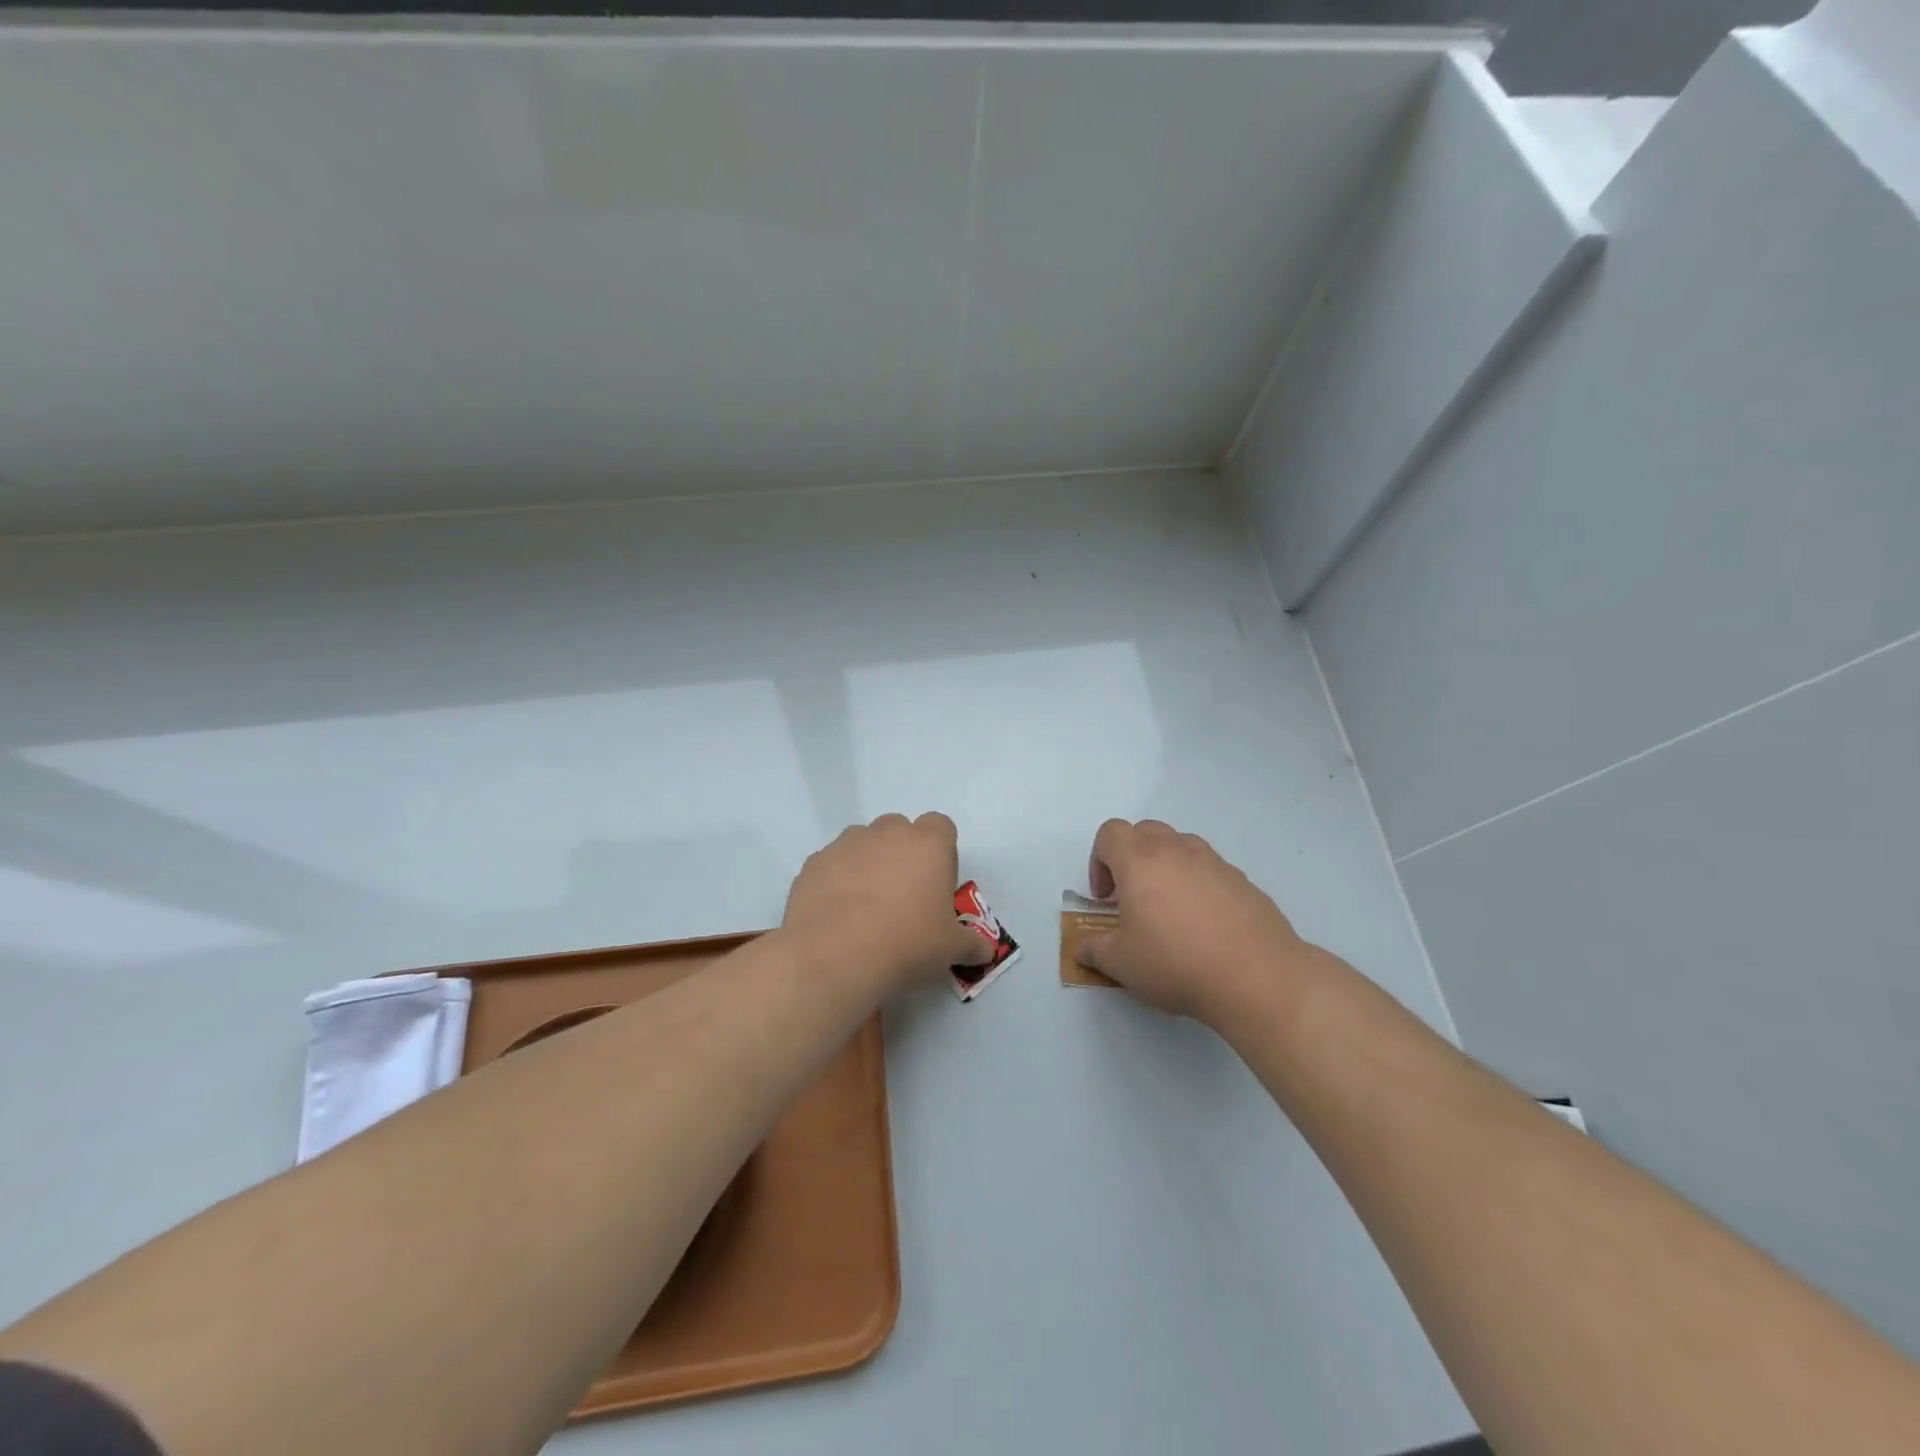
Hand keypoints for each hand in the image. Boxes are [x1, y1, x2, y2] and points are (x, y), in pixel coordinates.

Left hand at [782, 813, 994, 994]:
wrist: (835, 955)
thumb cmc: (907, 943)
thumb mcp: (951, 949)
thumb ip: (972, 944)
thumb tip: (986, 950)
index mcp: (927, 844)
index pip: (941, 826)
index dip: (941, 851)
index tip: (936, 883)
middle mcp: (886, 834)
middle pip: (899, 829)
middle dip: (902, 853)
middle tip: (902, 896)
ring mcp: (846, 844)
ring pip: (862, 842)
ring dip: (867, 863)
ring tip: (865, 906)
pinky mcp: (814, 863)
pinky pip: (831, 864)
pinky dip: (836, 881)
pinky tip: (836, 915)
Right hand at [1073, 819, 1312, 1023]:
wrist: (1256, 978)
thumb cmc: (1175, 963)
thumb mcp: (1121, 964)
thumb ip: (1095, 950)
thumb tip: (1083, 949)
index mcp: (1140, 860)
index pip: (1110, 833)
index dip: (1098, 860)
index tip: (1106, 898)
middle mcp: (1177, 851)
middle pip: (1146, 831)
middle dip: (1131, 857)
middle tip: (1133, 898)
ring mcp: (1215, 863)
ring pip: (1182, 846)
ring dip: (1167, 867)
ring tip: (1170, 910)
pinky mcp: (1244, 882)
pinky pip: (1211, 870)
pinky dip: (1200, 886)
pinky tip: (1205, 927)